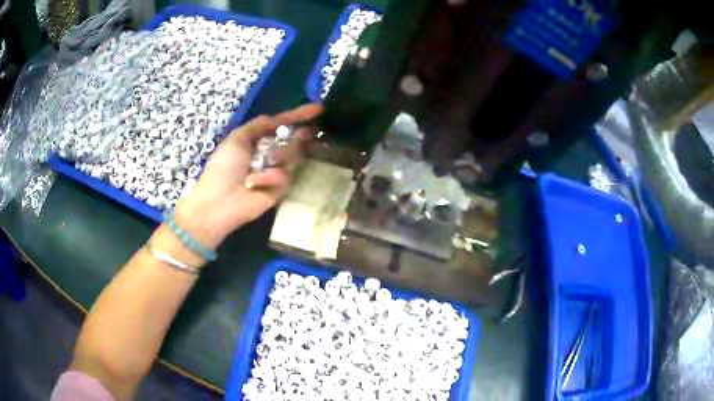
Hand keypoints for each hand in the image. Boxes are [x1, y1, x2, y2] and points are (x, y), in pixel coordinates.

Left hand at [174, 104, 322, 248]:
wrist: (219, 202)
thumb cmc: (223, 168)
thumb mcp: (236, 138)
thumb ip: (258, 125)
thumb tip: (276, 118)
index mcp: (258, 141)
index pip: (282, 125)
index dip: (298, 116)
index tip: (318, 109)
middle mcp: (269, 154)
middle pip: (292, 139)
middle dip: (300, 134)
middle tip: (310, 131)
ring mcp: (276, 171)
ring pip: (293, 155)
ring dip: (282, 153)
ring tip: (269, 160)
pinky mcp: (280, 189)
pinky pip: (284, 175)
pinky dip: (269, 176)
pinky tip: (254, 182)